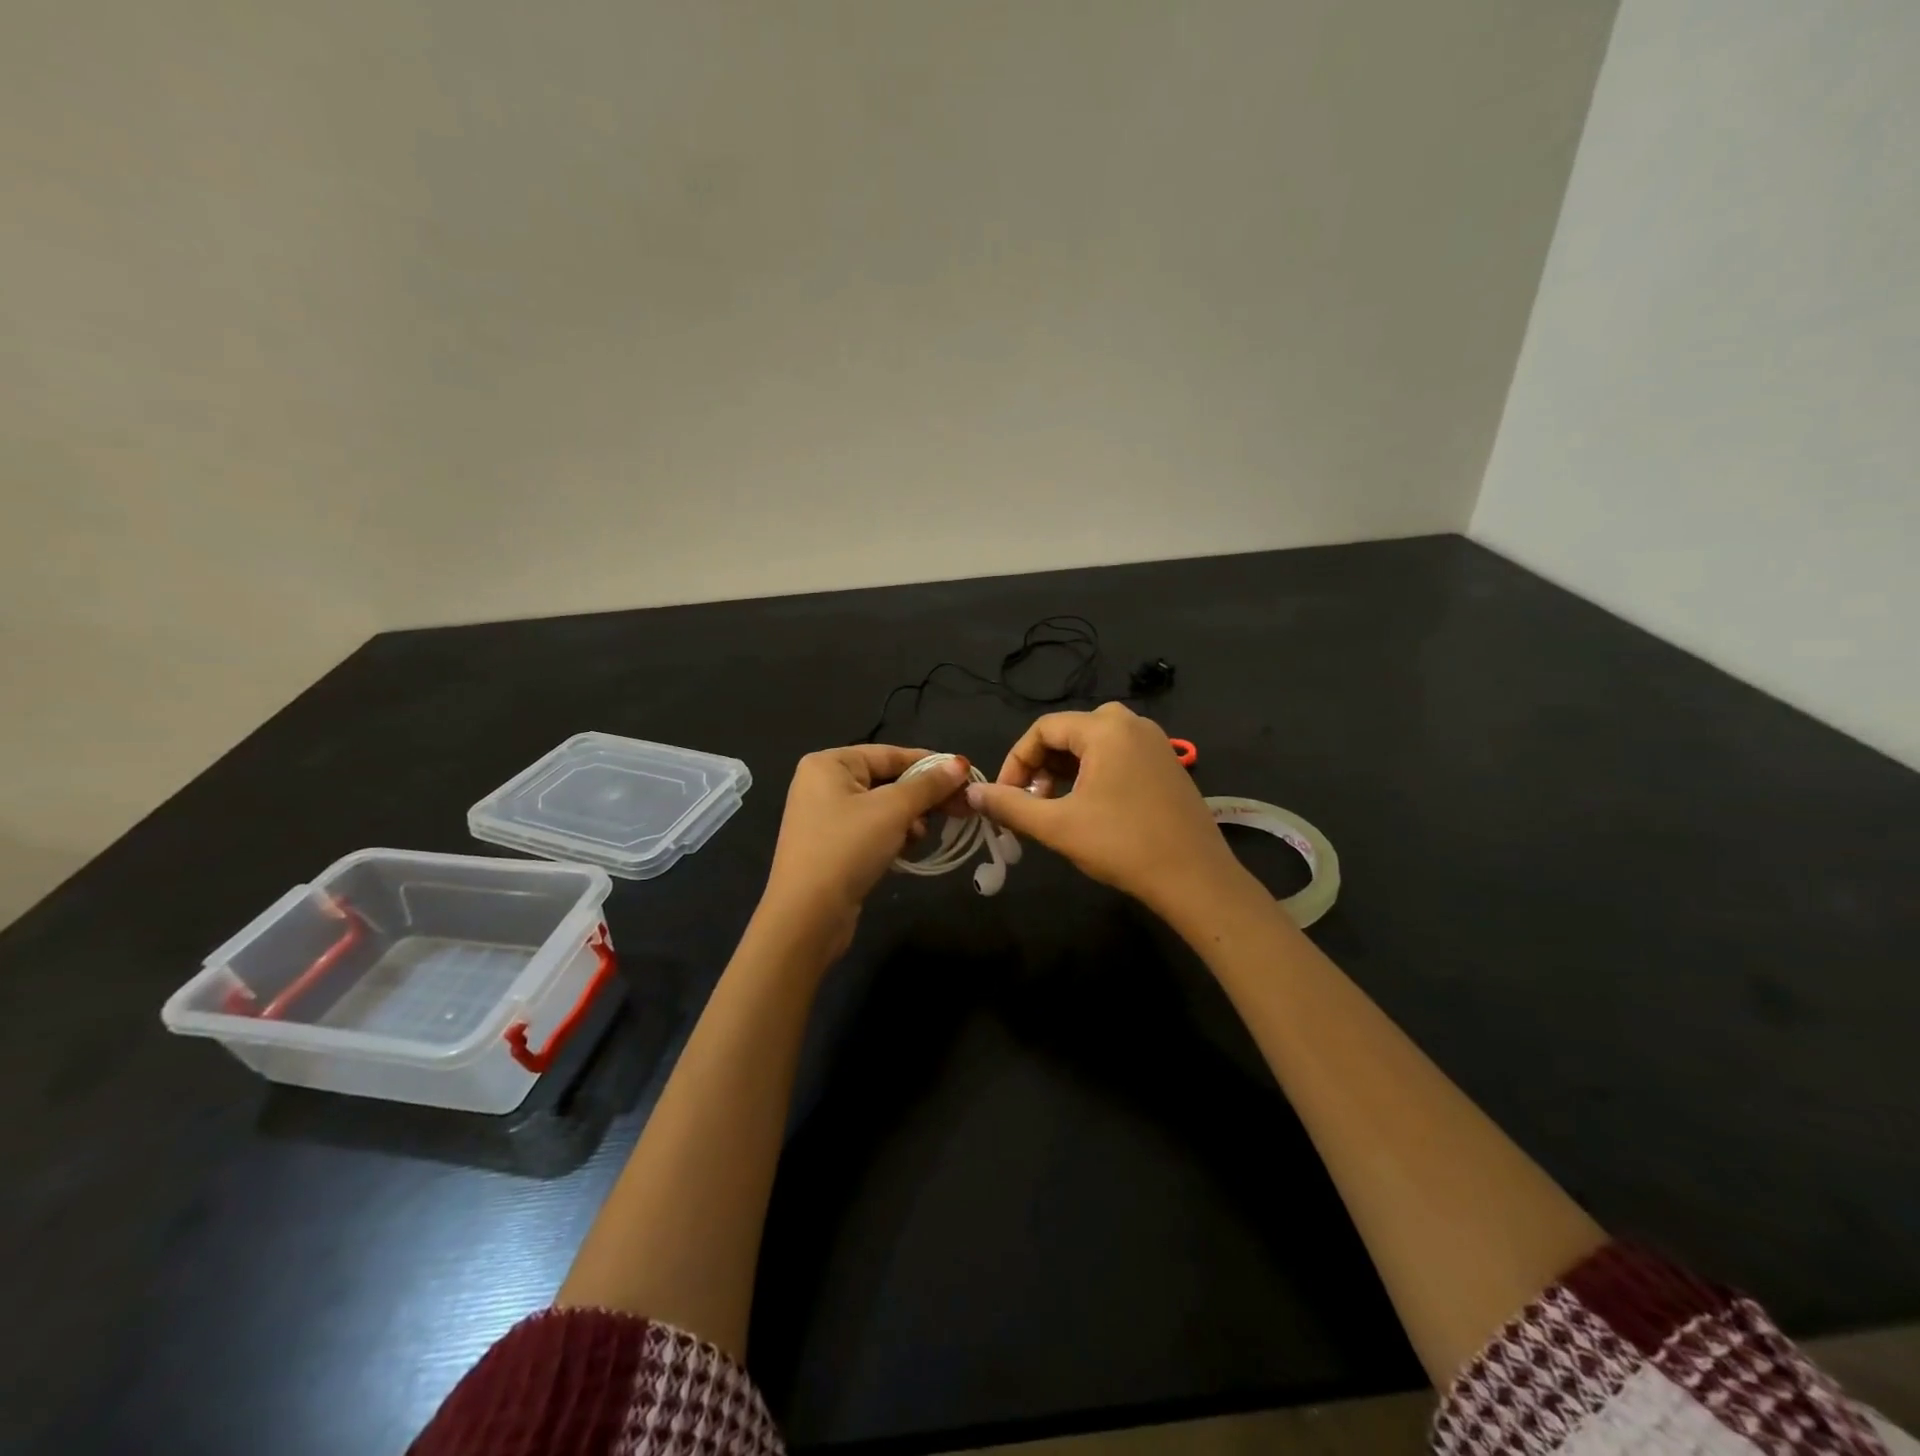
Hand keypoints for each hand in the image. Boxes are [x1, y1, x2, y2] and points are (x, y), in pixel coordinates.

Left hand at [759, 745, 971, 956]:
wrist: (808, 915)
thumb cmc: (848, 847)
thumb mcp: (893, 809)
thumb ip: (929, 785)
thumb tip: (960, 763)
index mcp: (829, 763)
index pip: (890, 754)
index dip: (930, 764)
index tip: (966, 776)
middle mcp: (823, 784)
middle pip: (887, 780)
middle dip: (922, 796)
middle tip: (960, 808)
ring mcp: (826, 817)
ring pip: (883, 808)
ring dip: (909, 819)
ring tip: (922, 835)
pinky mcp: (833, 846)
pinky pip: (872, 830)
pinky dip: (893, 836)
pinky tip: (907, 849)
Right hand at [966, 703, 1241, 914]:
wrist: (1195, 878)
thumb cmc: (1122, 845)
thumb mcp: (1057, 826)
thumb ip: (1010, 805)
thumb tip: (972, 793)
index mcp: (1106, 728)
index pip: (1043, 729)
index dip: (1016, 761)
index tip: (1004, 796)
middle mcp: (1132, 724)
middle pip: (1069, 732)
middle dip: (1041, 766)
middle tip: (1032, 802)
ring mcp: (1155, 743)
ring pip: (1094, 745)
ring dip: (1066, 771)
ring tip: (1056, 807)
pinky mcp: (1167, 765)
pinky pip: (1118, 755)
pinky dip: (1094, 774)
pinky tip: (1090, 808)